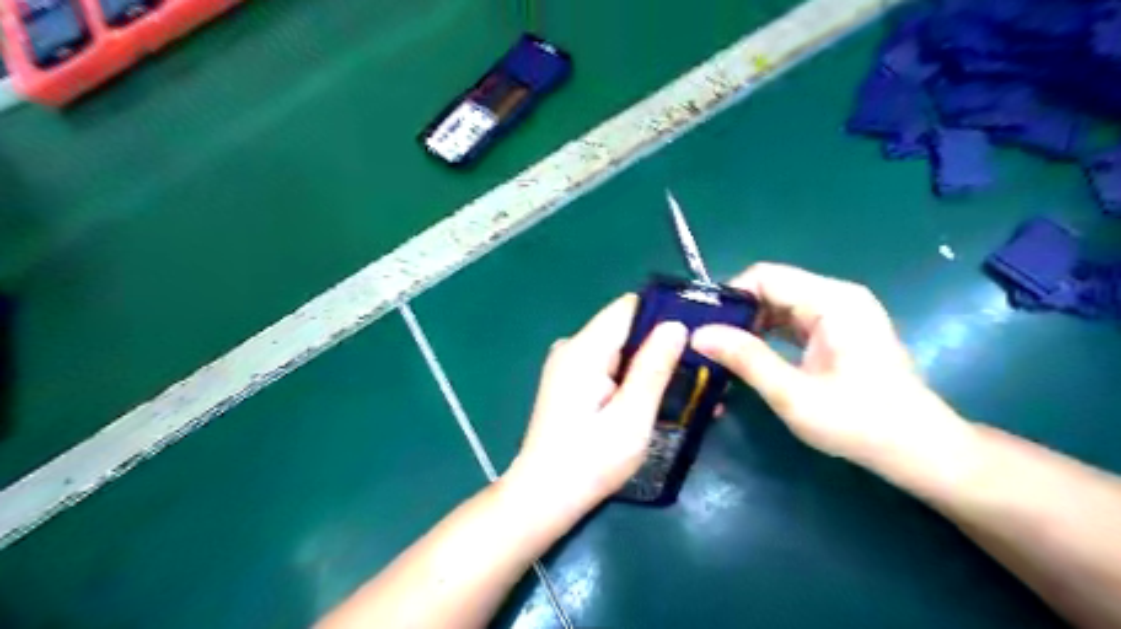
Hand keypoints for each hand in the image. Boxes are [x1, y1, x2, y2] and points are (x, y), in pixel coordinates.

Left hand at [506, 295, 682, 514]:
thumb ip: (654, 367)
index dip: (665, 314)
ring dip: (651, 363)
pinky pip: (608, 365)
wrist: (544, 496)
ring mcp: (568, 364)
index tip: (698, 333)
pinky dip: (633, 376)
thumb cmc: (590, 461)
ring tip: (688, 389)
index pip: (629, 306)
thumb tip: (676, 325)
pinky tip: (655, 399)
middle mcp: (572, 347)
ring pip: (620, 347)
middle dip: (663, 344)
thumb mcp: (632, 417)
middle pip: (626, 327)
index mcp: (584, 349)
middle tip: (701, 369)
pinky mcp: (569, 381)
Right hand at [689, 262, 967, 471]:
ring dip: (750, 325)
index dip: (729, 296)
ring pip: (779, 304)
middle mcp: (837, 296)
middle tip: (709, 344)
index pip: (765, 276)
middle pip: (771, 287)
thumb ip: (746, 359)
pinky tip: (751, 356)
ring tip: (724, 352)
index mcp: (832, 301)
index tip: (703, 326)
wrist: (917, 450)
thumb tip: (699, 334)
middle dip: (737, 313)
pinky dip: (768, 334)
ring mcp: (840, 312)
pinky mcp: (839, 330)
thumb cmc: (859, 423)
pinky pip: (792, 320)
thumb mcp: (793, 394)